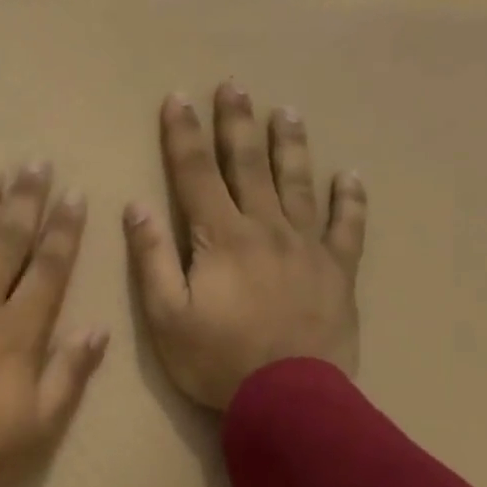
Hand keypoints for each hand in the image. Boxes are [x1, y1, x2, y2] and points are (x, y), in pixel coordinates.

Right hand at [124, 83, 366, 409]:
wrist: (291, 401)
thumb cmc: (217, 360)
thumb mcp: (166, 316)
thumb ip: (152, 258)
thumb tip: (136, 207)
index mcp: (221, 237)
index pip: (195, 174)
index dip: (184, 135)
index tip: (177, 98)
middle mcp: (266, 228)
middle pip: (248, 165)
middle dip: (236, 123)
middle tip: (234, 85)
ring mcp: (308, 246)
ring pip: (298, 183)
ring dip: (290, 145)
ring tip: (286, 111)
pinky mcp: (338, 270)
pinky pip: (347, 226)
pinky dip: (349, 198)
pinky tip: (350, 175)